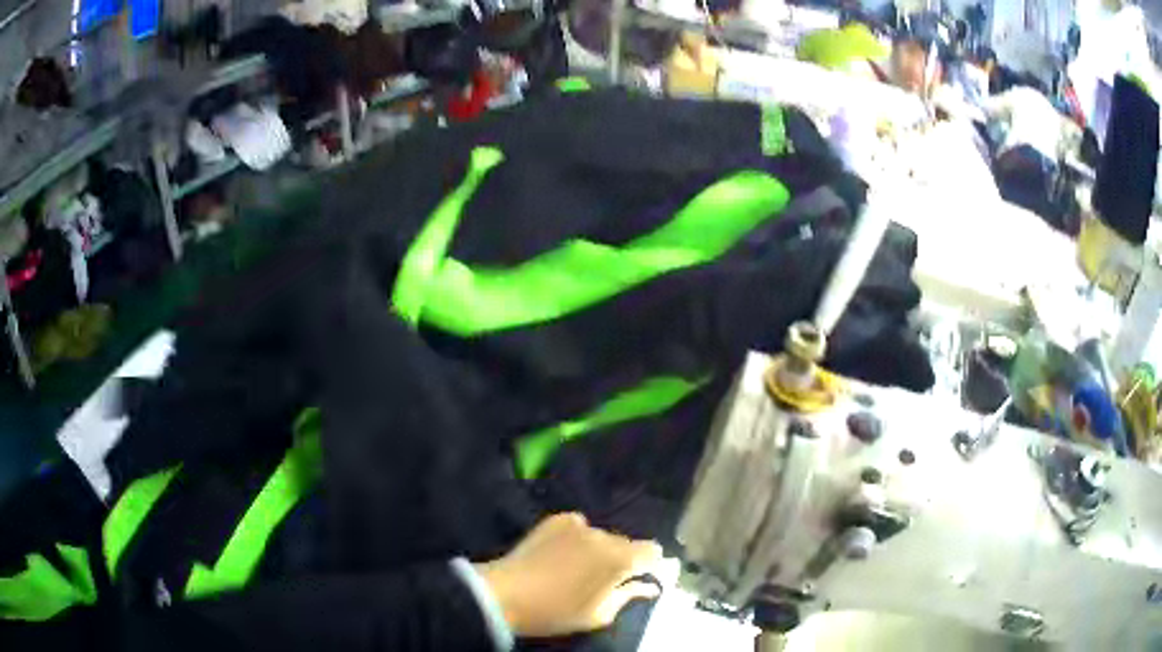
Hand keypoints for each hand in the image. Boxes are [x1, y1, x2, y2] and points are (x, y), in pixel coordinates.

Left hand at [474, 513, 663, 637]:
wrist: (505, 595)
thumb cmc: (556, 612)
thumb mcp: (599, 615)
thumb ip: (628, 596)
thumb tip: (648, 586)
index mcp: (619, 559)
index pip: (652, 551)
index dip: (651, 564)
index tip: (642, 577)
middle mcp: (604, 535)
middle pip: (626, 543)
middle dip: (622, 559)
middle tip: (607, 579)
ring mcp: (578, 524)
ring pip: (602, 536)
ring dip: (599, 549)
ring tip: (579, 567)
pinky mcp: (556, 519)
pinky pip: (579, 527)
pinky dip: (578, 538)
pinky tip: (563, 553)